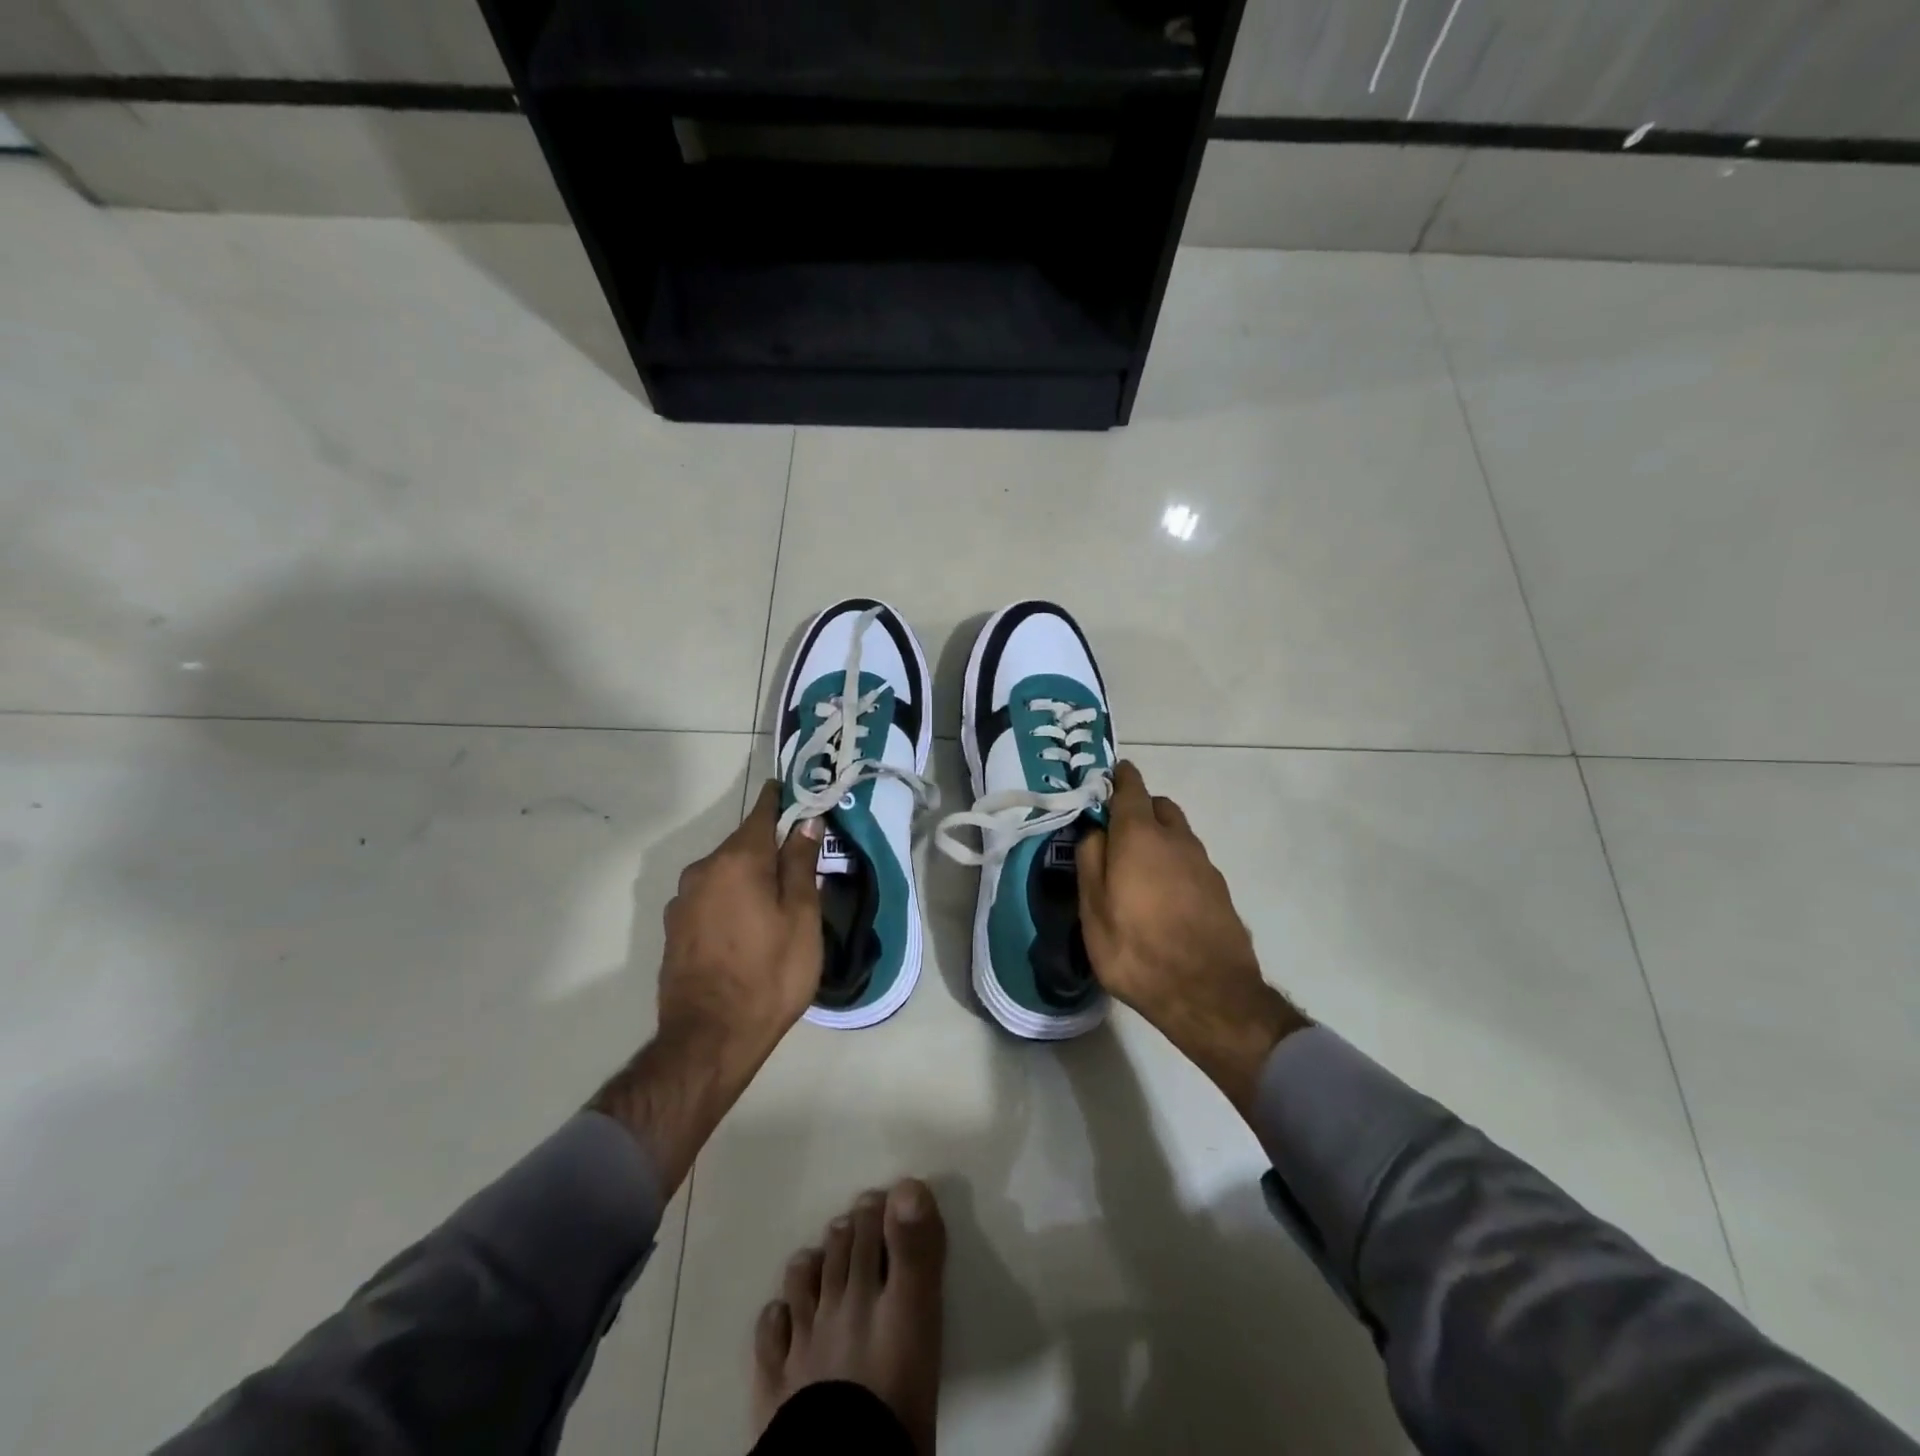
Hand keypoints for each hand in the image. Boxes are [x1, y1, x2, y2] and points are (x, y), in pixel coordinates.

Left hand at [656, 780, 823, 1061]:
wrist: (709, 1039)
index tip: (800, 795)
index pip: (762, 812)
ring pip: (725, 873)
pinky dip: (731, 900)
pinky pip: (710, 898)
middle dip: (770, 847)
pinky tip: (747, 928)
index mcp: (738, 860)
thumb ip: (801, 864)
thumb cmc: (770, 974)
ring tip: (776, 903)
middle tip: (802, 863)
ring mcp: (683, 900)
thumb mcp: (802, 918)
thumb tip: (806, 822)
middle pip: (743, 845)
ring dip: (749, 877)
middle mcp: (703, 870)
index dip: (783, 801)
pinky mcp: (674, 928)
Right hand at [1077, 761, 1308, 1113]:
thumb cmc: (1137, 949)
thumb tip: (1094, 831)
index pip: (1131, 788)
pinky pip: (1190, 861)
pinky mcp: (1219, 890)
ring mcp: (1203, 864)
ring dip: (1158, 838)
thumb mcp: (1093, 909)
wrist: (1209, 995)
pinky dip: (1174, 864)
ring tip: (1137, 870)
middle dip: (1138, 809)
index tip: (1106, 778)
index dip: (1118, 778)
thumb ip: (1089, 860)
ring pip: (1177, 834)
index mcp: (1140, 836)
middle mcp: (1176, 839)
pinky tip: (1162, 896)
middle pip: (1158, 806)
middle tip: (1115, 834)